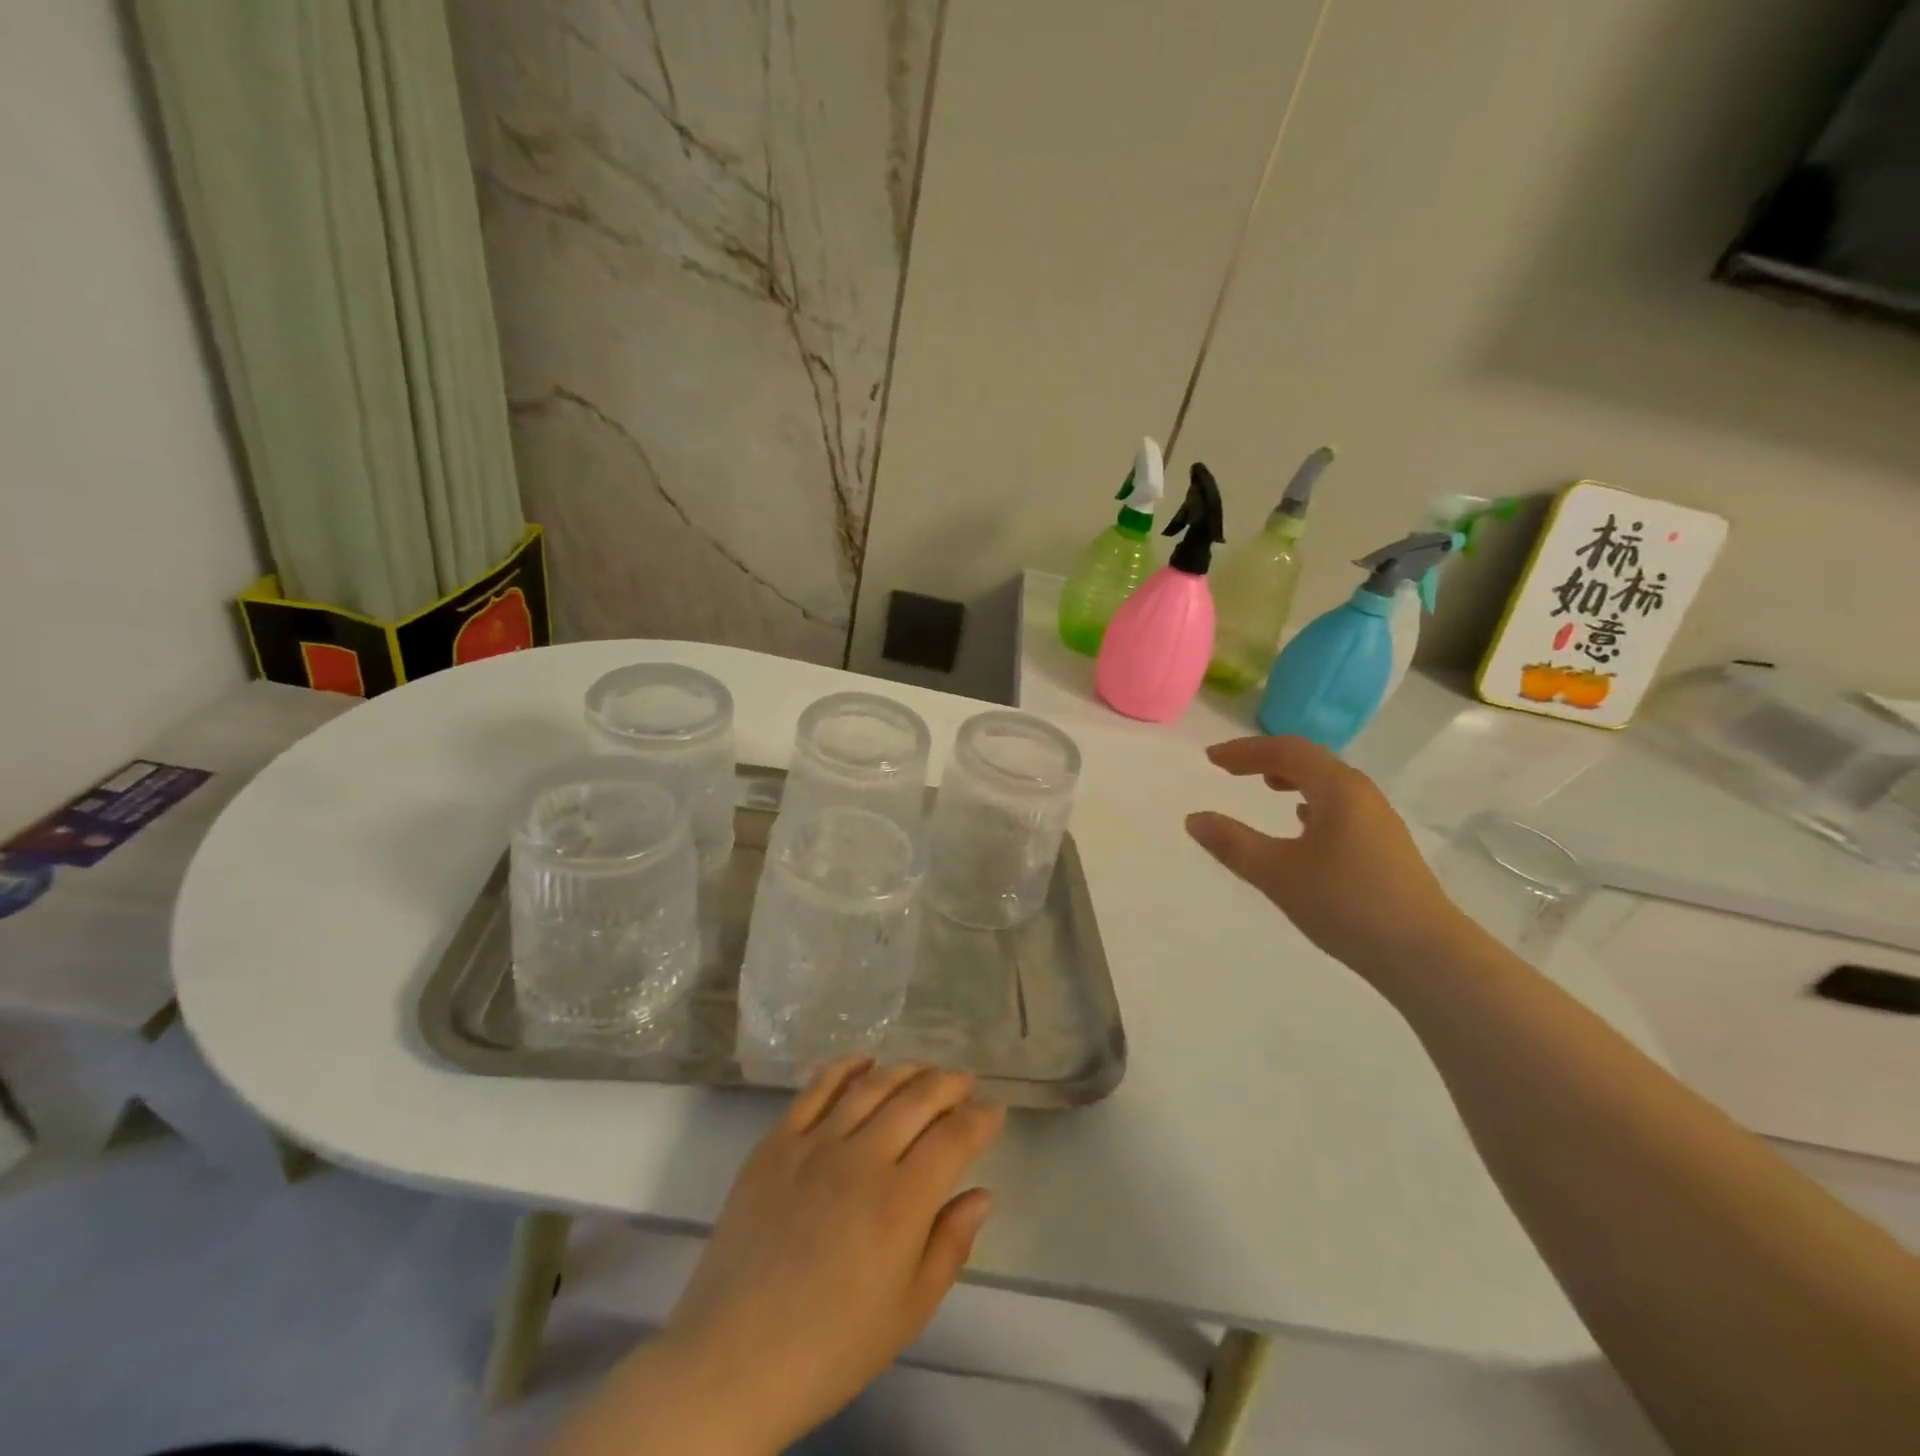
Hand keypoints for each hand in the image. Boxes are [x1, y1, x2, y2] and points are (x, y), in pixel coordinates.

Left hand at [660, 1061, 1004, 1449]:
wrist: (731, 1360)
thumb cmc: (831, 1347)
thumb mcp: (908, 1312)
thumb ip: (950, 1246)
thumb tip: (982, 1193)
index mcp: (901, 1203)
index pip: (954, 1138)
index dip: (980, 1119)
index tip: (994, 1111)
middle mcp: (862, 1158)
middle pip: (917, 1099)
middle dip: (949, 1084)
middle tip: (965, 1082)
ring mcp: (815, 1144)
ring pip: (871, 1085)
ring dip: (906, 1070)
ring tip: (925, 1069)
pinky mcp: (776, 1142)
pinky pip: (815, 1089)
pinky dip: (845, 1067)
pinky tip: (864, 1061)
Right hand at [1185, 736, 1468, 978]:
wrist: (1426, 955)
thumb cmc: (1347, 904)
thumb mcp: (1277, 874)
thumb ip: (1233, 844)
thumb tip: (1194, 819)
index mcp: (1338, 789)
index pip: (1286, 750)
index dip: (1245, 750)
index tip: (1211, 760)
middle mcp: (1362, 795)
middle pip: (1310, 761)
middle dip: (1267, 760)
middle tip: (1232, 770)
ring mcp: (1378, 821)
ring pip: (1328, 784)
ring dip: (1292, 779)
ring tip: (1266, 787)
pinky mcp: (1385, 847)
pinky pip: (1340, 807)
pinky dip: (1311, 802)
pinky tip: (1302, 824)